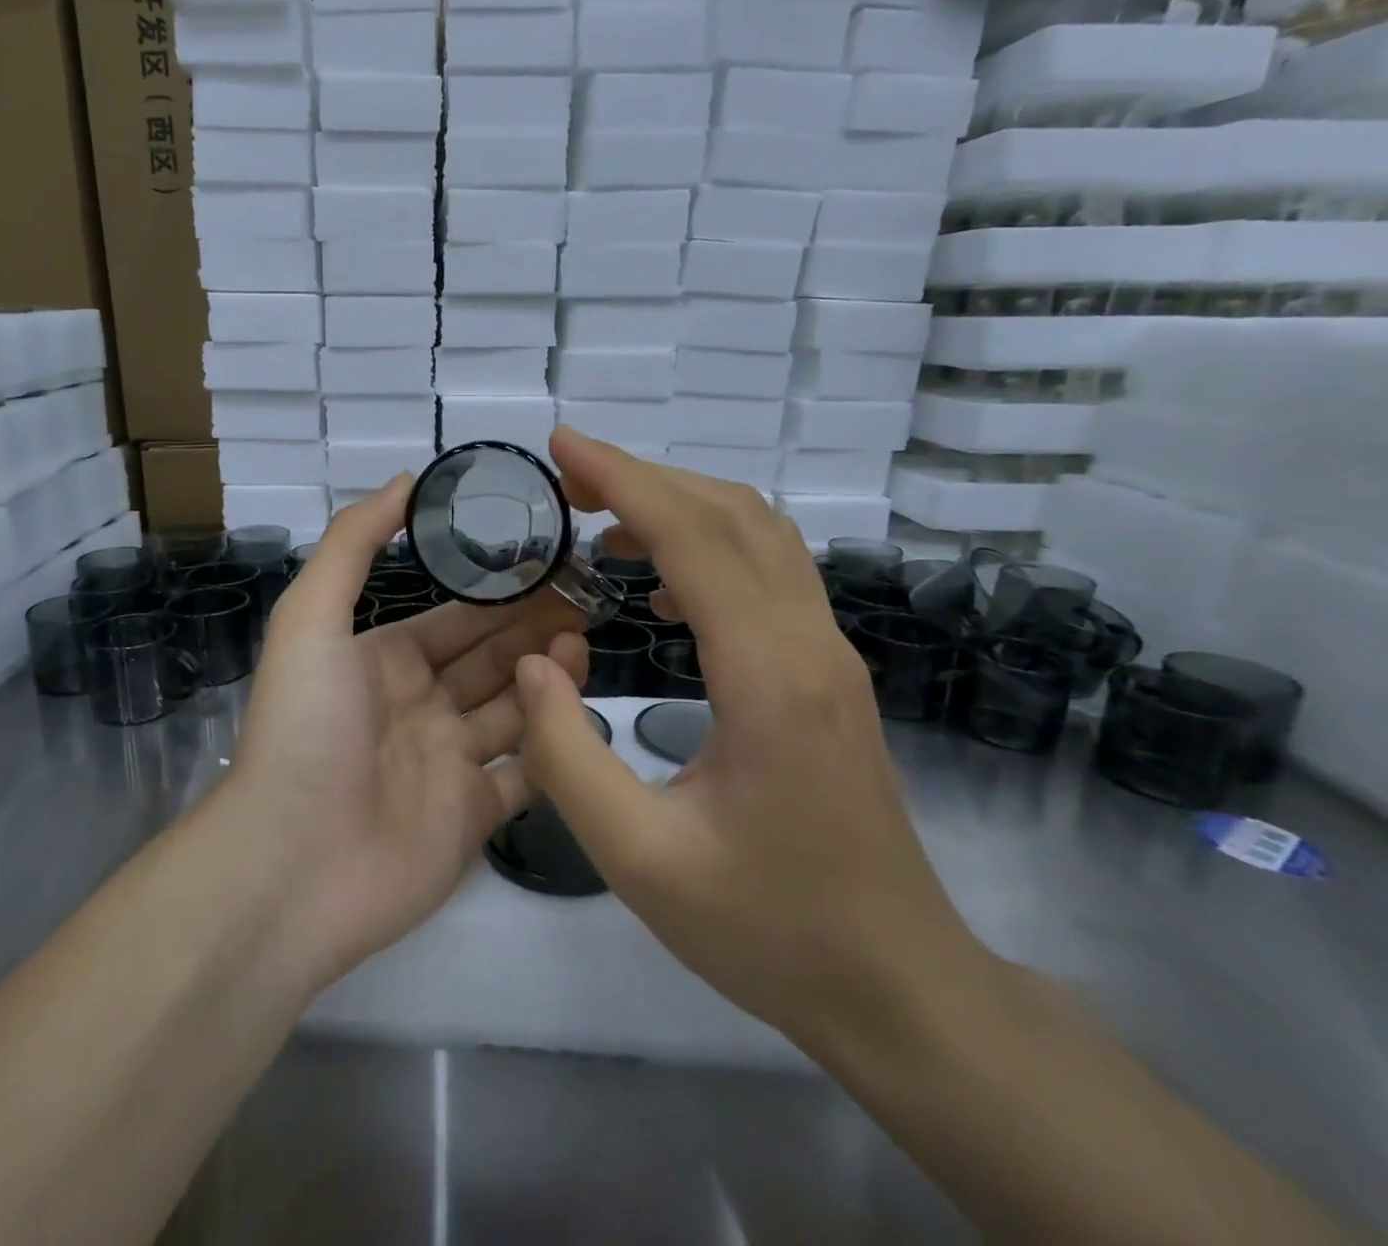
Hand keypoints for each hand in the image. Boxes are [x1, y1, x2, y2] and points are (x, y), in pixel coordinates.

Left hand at [226, 473, 589, 986]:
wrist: (294, 863)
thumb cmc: (306, 727)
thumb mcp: (312, 618)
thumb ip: (354, 544)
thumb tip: (405, 482)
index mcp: (384, 662)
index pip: (454, 620)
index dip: (499, 595)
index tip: (551, 568)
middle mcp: (418, 708)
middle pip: (489, 660)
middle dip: (532, 630)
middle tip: (585, 602)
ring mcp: (448, 765)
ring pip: (513, 712)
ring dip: (547, 679)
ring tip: (581, 647)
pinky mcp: (472, 819)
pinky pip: (525, 776)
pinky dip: (553, 749)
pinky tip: (580, 717)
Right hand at [514, 428, 981, 1045]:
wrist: (897, 986)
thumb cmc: (766, 929)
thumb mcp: (638, 858)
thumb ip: (565, 757)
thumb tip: (536, 660)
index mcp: (769, 677)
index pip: (693, 537)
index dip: (622, 478)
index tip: (561, 446)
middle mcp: (810, 645)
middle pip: (732, 514)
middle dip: (644, 477)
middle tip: (567, 478)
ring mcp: (828, 656)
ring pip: (758, 535)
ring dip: (678, 506)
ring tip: (602, 520)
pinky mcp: (825, 674)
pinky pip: (767, 575)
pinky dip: (705, 548)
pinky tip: (658, 591)